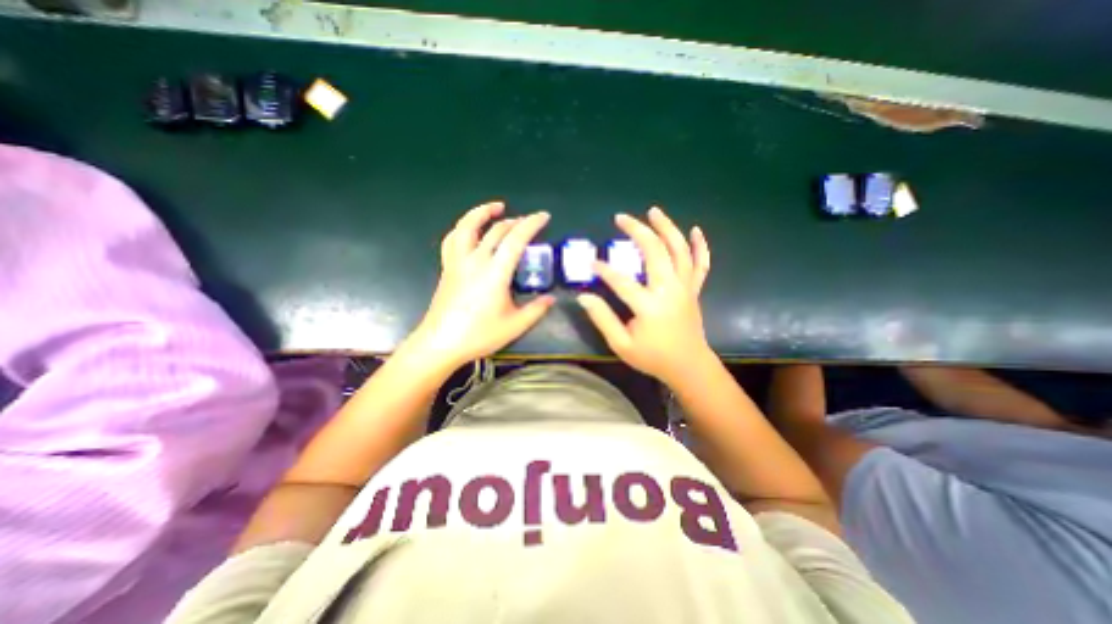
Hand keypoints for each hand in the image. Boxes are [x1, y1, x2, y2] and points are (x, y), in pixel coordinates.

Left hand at [406, 200, 552, 369]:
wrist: (441, 344)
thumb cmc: (479, 335)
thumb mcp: (515, 325)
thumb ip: (536, 310)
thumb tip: (551, 299)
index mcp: (495, 273)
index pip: (515, 239)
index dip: (531, 224)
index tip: (543, 217)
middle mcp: (475, 261)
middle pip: (495, 230)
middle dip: (514, 221)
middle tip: (527, 221)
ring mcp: (457, 262)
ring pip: (466, 227)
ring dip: (481, 213)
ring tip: (495, 208)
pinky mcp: (447, 268)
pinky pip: (453, 240)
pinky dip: (463, 228)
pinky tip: (470, 230)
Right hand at [573, 205, 712, 385]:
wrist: (689, 367)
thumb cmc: (653, 358)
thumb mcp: (621, 344)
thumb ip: (603, 319)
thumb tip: (584, 297)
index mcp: (649, 306)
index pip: (622, 281)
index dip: (605, 270)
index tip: (592, 262)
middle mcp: (670, 290)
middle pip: (655, 252)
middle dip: (637, 231)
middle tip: (621, 218)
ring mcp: (685, 288)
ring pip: (679, 251)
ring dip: (667, 228)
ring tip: (653, 211)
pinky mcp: (694, 290)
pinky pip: (700, 264)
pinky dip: (699, 246)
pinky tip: (695, 230)